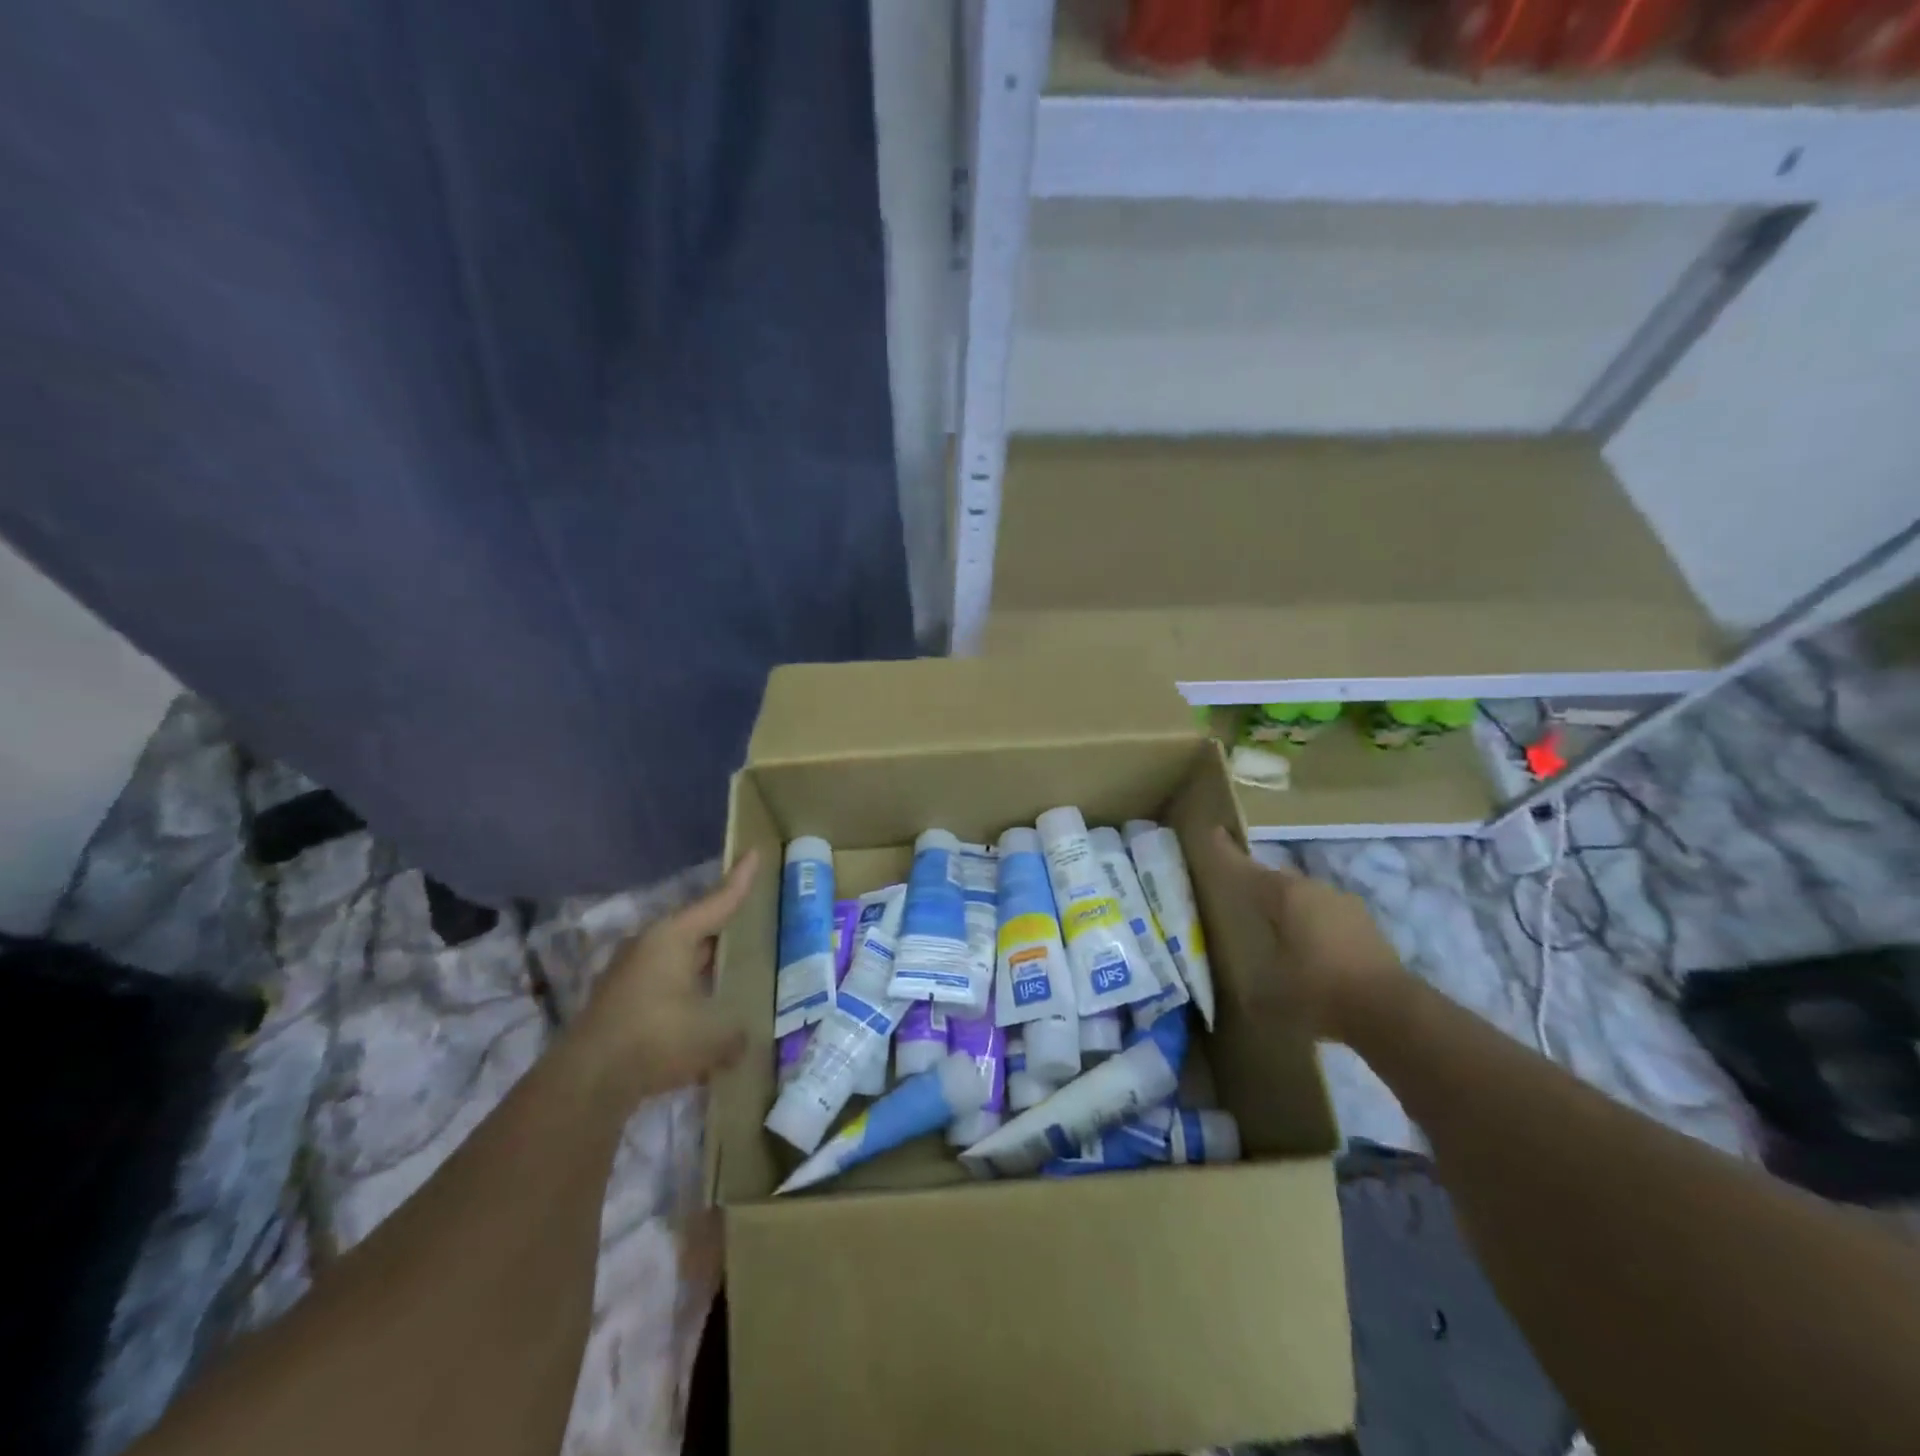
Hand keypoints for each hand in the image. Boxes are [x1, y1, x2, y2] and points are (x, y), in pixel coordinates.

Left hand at [573, 852, 757, 1105]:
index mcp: (673, 937)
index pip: (717, 901)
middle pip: (695, 930)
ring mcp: (629, 975)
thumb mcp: (715, 1034)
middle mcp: (648, 946)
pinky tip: (701, 1017)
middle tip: (751, 923)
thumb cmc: (657, 1038)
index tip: (754, 852)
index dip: (740, 880)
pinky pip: (663, 988)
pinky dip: (685, 995)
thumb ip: (738, 1031)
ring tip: (731, 974)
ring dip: (702, 968)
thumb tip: (743, 1037)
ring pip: (677, 961)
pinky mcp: (618, 1005)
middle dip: (722, 929)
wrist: (586, 1082)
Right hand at [1207, 829, 1408, 1042]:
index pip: (1246, 868)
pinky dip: (1315, 927)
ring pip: (1307, 898)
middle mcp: (1314, 890)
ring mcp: (1345, 905)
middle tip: (1243, 897)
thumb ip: (1250, 985)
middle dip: (1260, 885)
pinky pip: (1329, 918)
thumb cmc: (1318, 991)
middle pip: (1278, 881)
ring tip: (1277, 929)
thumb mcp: (1270, 992)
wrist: (1390, 1011)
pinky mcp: (1367, 927)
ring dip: (1291, 909)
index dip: (1226, 853)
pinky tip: (1312, 950)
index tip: (1214, 831)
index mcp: (1285, 895)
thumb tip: (1241, 992)